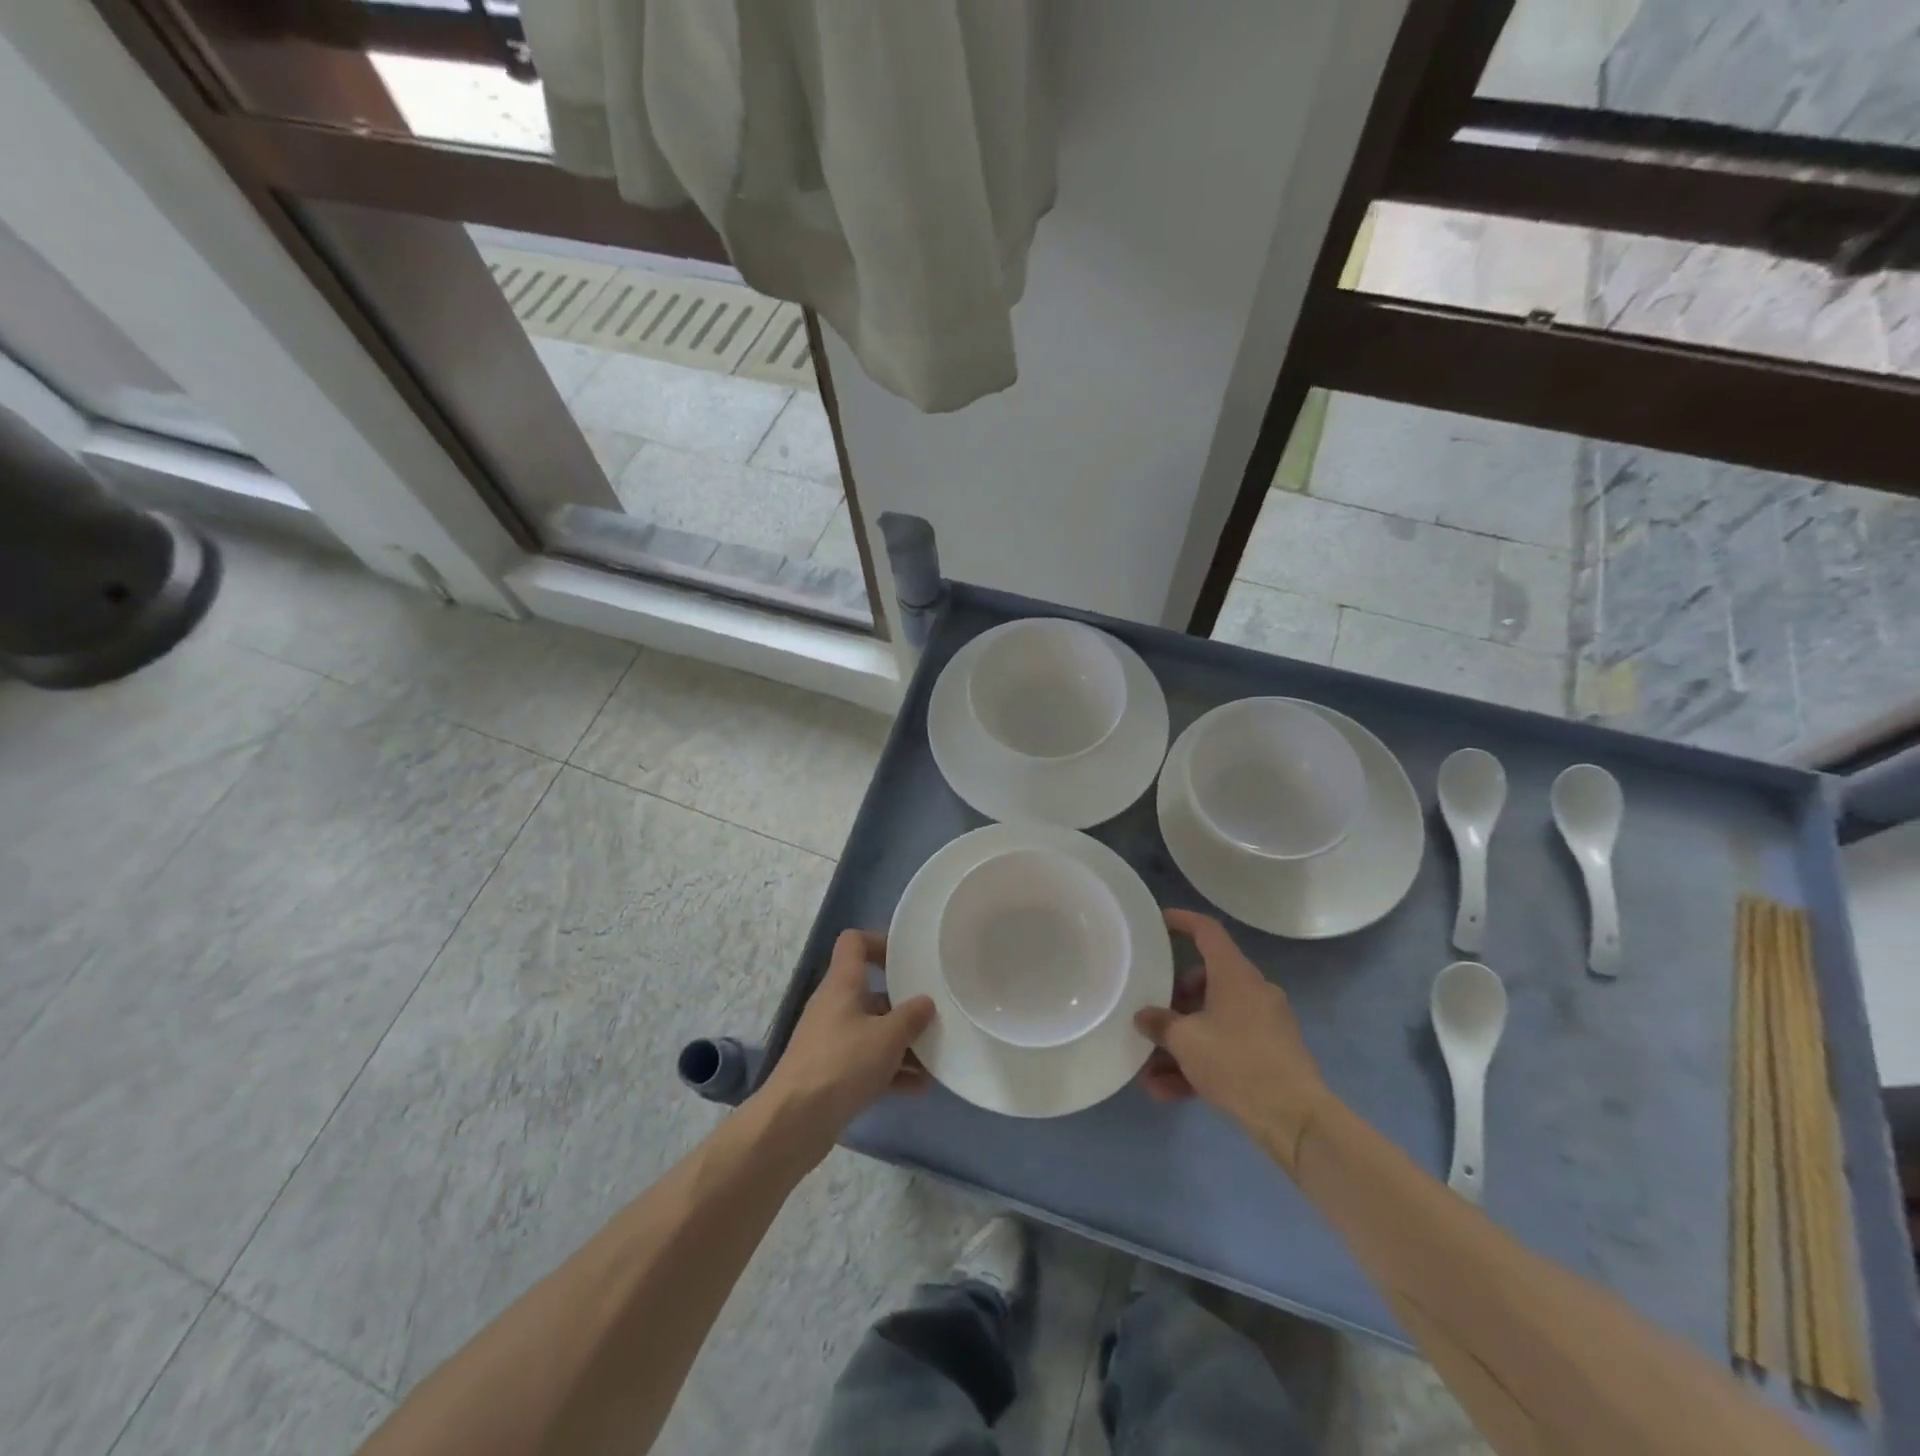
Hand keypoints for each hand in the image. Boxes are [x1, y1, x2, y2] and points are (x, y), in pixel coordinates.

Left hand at [758, 930, 934, 1151]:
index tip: (908, 959)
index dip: (880, 942)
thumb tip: (925, 1002)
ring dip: (901, 1042)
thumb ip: (911, 1017)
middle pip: (871, 991)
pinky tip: (917, 1087)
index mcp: (842, 984)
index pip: (854, 942)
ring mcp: (831, 1040)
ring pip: (872, 1029)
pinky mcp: (831, 1072)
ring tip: (934, 1057)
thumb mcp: (887, 1037)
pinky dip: (890, 1069)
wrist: (793, 1121)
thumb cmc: (842, 1064)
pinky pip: (866, 1061)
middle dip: (903, 1003)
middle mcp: (834, 1006)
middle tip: (933, 1013)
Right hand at [1136, 910, 1331, 1170]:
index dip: (1182, 921)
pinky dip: (1200, 1063)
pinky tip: (1169, 1092)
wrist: (1297, 1120)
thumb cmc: (1237, 1063)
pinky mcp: (1272, 1056)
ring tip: (1150, 1071)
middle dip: (1173, 1001)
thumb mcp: (1186, 1041)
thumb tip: (1145, 1017)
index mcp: (1235, 975)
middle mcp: (1253, 992)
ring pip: (1213, 1021)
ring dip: (1181, 1042)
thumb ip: (1159, 1024)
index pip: (1207, 932)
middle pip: (1205, 982)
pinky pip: (1226, 1048)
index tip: (1158, 923)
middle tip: (1149, 1016)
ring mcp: (1265, 1025)